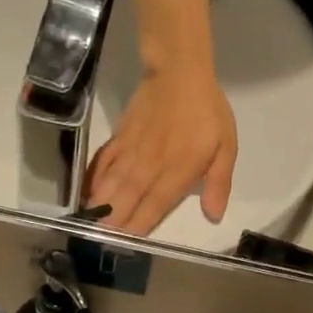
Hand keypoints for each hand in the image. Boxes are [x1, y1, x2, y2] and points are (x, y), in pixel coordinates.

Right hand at [87, 64, 237, 235]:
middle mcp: (151, 165)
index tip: (127, 240)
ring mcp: (132, 151)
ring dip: (100, 203)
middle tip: (99, 239)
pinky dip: (94, 177)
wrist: (179, 71)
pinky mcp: (121, 138)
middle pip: (129, 197)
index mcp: (178, 171)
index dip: (141, 223)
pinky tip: (86, 191)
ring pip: (113, 181)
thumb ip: (219, 182)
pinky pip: (105, 161)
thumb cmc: (207, 112)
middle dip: (114, 219)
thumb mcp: (226, 147)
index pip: (157, 203)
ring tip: (88, 221)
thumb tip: (214, 215)